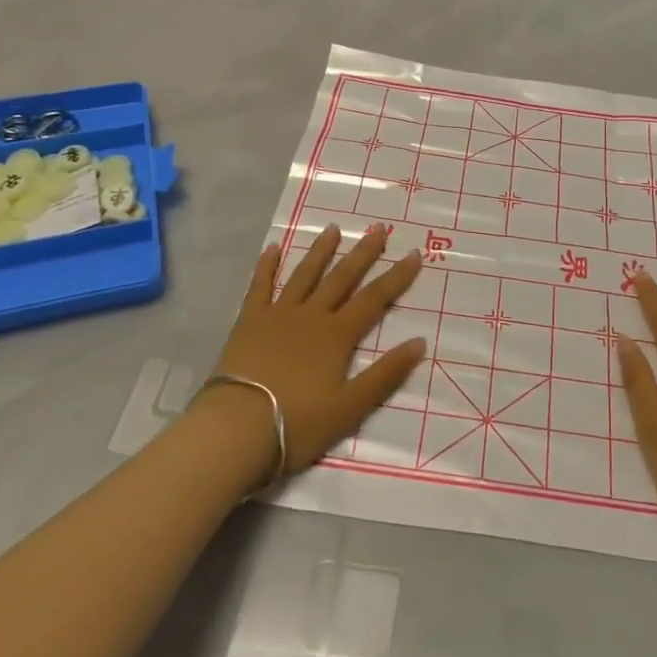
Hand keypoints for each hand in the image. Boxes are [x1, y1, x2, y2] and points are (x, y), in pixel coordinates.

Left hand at [207, 224, 425, 481]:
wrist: (236, 428)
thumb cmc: (297, 424)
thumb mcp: (350, 407)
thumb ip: (385, 374)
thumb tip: (420, 341)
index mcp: (337, 336)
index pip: (375, 299)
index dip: (396, 277)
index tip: (414, 253)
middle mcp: (311, 316)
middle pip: (342, 278)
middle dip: (363, 253)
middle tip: (377, 228)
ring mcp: (278, 315)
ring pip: (305, 274)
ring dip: (320, 251)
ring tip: (332, 228)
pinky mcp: (249, 322)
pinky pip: (260, 286)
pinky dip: (267, 266)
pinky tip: (273, 248)